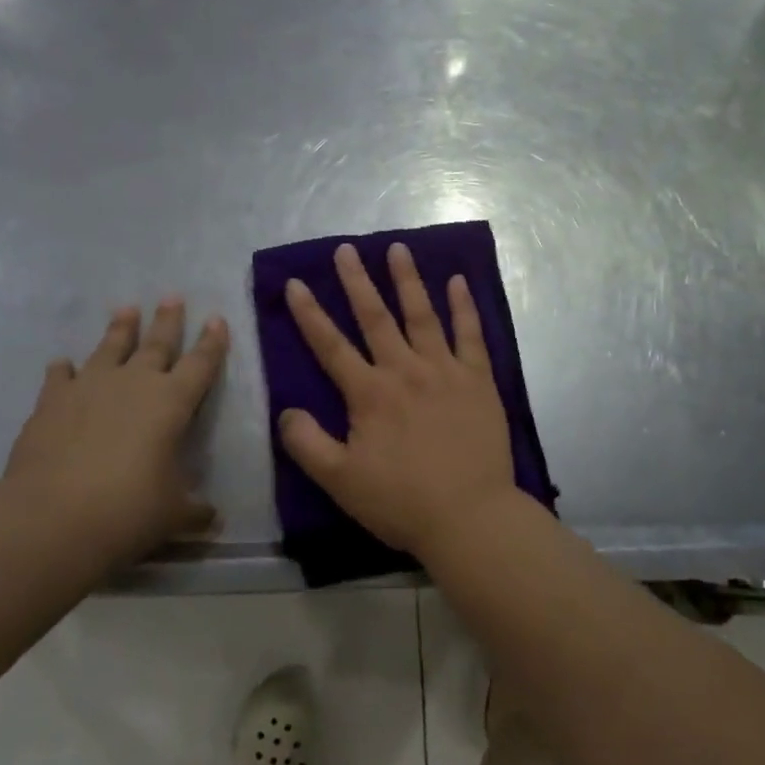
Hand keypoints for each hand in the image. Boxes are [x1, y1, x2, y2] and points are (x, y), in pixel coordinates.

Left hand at [1, 300, 228, 569]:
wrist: (53, 516)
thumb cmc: (129, 511)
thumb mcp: (172, 515)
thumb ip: (194, 512)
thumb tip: (213, 520)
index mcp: (172, 402)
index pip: (200, 364)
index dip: (212, 342)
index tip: (217, 319)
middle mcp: (134, 383)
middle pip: (156, 343)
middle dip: (167, 320)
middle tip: (172, 296)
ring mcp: (90, 387)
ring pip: (110, 347)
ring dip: (120, 328)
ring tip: (126, 308)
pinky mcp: (52, 402)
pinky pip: (60, 377)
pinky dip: (63, 369)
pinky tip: (62, 363)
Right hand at [280, 242, 515, 556]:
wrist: (470, 516)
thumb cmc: (402, 501)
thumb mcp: (341, 481)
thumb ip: (307, 444)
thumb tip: (286, 410)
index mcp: (369, 394)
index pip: (331, 346)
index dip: (310, 314)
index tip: (296, 282)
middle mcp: (405, 371)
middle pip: (376, 318)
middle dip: (357, 282)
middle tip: (346, 250)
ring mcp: (445, 371)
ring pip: (422, 315)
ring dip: (408, 280)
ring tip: (398, 248)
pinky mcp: (479, 379)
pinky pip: (471, 334)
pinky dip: (464, 306)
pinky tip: (459, 281)